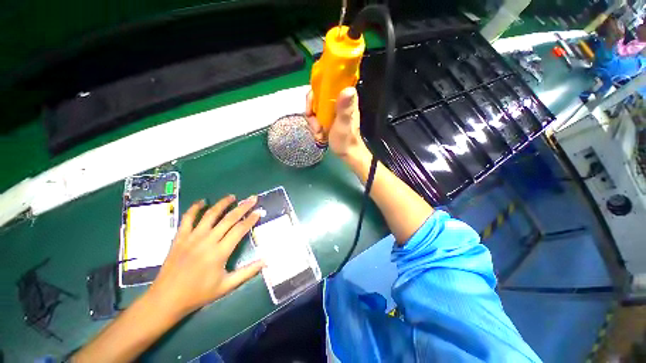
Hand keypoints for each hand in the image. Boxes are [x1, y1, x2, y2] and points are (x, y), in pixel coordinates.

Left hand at [147, 195, 263, 317]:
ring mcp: (192, 237)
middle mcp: (207, 241)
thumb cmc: (199, 294)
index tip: (259, 211)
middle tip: (252, 198)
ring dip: (222, 203)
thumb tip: (266, 261)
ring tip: (232, 197)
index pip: (240, 229)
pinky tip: (202, 202)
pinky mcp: (180, 238)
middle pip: (229, 218)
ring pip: (210, 215)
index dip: (251, 219)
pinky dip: (195, 208)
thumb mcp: (226, 286)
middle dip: (243, 207)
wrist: (166, 299)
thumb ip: (248, 272)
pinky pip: (187, 218)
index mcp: (220, 252)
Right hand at [306, 87, 368, 161]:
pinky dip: (315, 127)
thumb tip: (348, 89)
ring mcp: (332, 111)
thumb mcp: (344, 124)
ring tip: (319, 133)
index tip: (311, 107)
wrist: (347, 154)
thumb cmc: (346, 140)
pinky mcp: (328, 119)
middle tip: (316, 126)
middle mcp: (338, 102)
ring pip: (314, 109)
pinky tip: (320, 136)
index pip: (327, 84)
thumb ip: (345, 108)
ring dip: (313, 123)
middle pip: (317, 97)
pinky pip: (315, 118)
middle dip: (312, 113)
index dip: (316, 92)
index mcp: (345, 98)